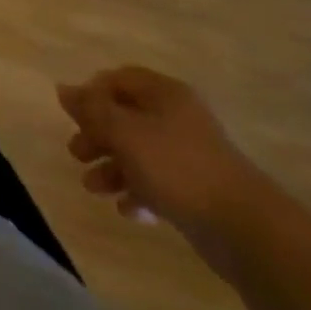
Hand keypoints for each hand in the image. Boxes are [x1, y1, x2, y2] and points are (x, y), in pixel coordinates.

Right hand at [57, 66, 269, 244]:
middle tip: (77, 153)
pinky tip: (128, 210)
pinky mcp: (200, 191)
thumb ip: (91, 109)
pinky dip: (139, 192)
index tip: (74, 116)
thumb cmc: (177, 167)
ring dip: (113, 167)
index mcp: (164, 94)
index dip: (92, 93)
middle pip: (126, 117)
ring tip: (93, 188)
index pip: (118, 79)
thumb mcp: (123, 132)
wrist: (247, 230)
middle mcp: (178, 118)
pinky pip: (160, 183)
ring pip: (140, 152)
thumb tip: (63, 89)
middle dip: (98, 135)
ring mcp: (191, 156)